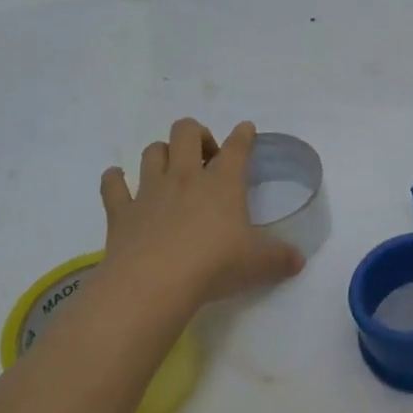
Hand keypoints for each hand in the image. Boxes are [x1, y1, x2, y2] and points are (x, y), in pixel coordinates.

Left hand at [97, 119, 305, 315]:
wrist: (155, 282)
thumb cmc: (214, 265)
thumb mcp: (258, 264)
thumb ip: (280, 258)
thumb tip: (299, 260)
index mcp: (222, 183)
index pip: (237, 147)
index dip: (243, 135)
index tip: (246, 130)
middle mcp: (185, 177)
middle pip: (186, 132)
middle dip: (196, 134)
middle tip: (205, 157)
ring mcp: (149, 191)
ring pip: (152, 151)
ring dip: (161, 153)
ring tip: (169, 169)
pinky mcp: (122, 211)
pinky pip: (113, 184)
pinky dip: (115, 179)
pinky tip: (118, 181)